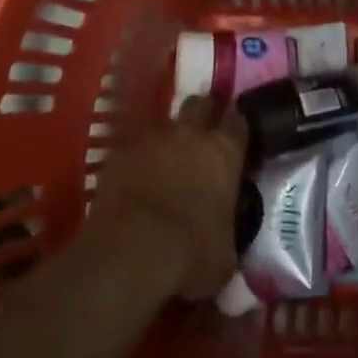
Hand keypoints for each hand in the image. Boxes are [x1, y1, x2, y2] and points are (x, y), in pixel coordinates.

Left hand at [88, 97, 247, 301]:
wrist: (133, 249)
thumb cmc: (192, 253)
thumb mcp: (226, 253)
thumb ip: (229, 231)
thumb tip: (225, 235)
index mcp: (224, 152)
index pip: (238, 120)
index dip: (236, 127)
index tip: (236, 138)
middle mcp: (191, 133)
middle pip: (200, 103)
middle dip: (202, 113)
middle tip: (202, 135)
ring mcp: (152, 138)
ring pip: (165, 120)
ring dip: (169, 136)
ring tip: (167, 157)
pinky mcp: (119, 151)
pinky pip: (133, 144)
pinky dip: (138, 155)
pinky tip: (136, 173)